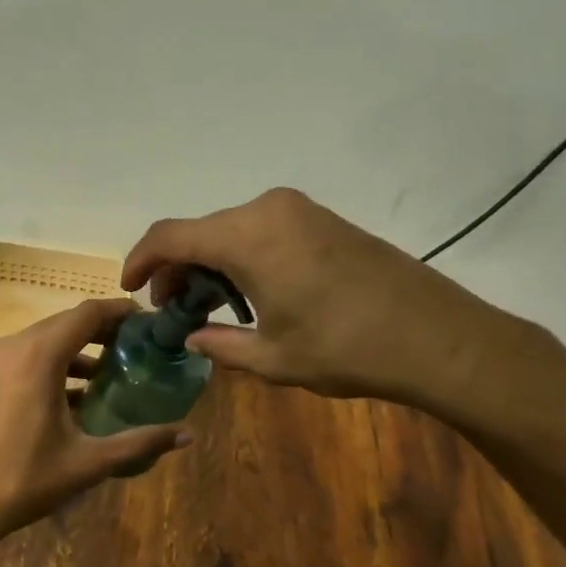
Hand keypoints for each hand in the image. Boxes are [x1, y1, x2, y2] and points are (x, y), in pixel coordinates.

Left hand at [0, 299, 192, 540]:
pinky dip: (52, 363)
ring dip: (77, 349)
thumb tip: (188, 434)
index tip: (148, 322)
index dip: (120, 312)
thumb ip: (139, 443)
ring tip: (111, 373)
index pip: (88, 313)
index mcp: (39, 355)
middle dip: (103, 331)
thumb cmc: (22, 480)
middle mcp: (14, 346)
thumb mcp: (87, 462)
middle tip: (137, 348)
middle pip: (66, 322)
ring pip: (43, 339)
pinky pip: (24, 356)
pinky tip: (72, 395)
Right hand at [121, 187, 533, 415]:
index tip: (128, 287)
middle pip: (201, 230)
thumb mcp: (271, 357)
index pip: (171, 236)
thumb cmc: (344, 348)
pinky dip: (242, 255)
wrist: (436, 336)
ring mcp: (299, 210)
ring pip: (232, 229)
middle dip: (177, 267)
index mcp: (246, 236)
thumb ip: (220, 345)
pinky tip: (250, 291)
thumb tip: (194, 338)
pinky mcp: (323, 219)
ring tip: (210, 305)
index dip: (141, 260)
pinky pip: (264, 229)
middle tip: (172, 308)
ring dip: (211, 262)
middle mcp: (267, 209)